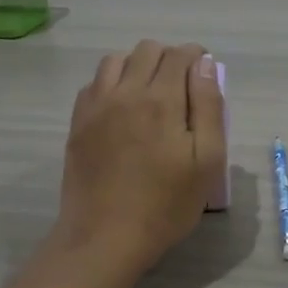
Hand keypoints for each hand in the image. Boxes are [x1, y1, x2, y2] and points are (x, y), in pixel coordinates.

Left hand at [52, 40, 225, 273]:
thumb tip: (205, 65)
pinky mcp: (78, 123)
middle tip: (182, 87)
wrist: (105, 236)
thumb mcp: (206, 161)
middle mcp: (125, 92)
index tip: (205, 75)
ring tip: (150, 93)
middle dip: (169, 58)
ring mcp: (96, 106)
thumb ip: (209, 107)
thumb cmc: (166, 204)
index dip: (197, 57)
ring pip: (116, 60)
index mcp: (162, 100)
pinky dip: (111, 83)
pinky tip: (122, 108)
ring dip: (137, 66)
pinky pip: (94, 84)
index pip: (180, 55)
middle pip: (147, 50)